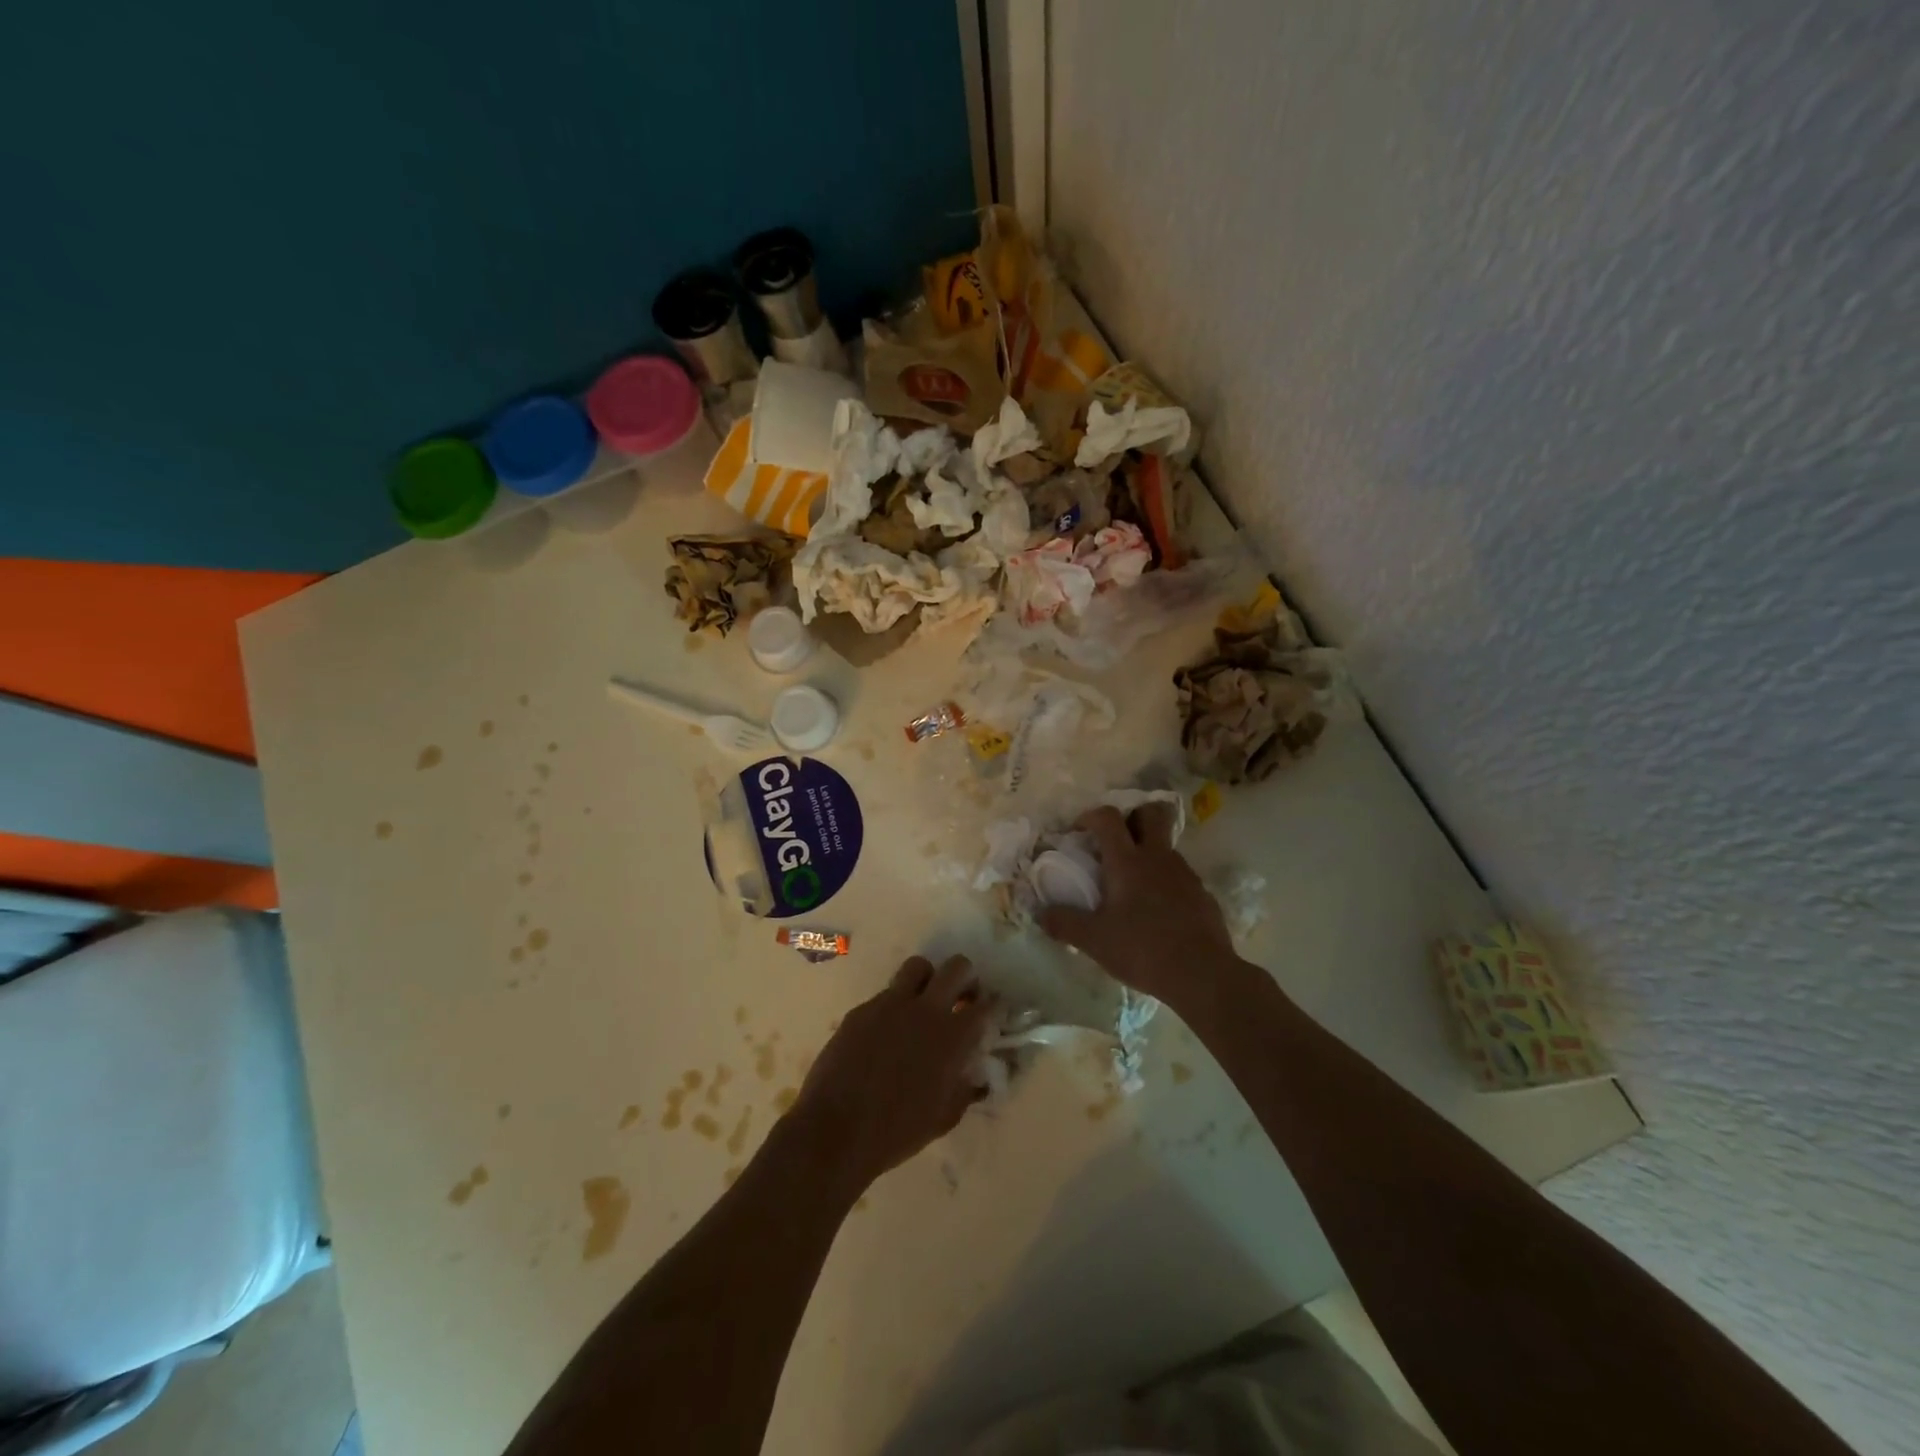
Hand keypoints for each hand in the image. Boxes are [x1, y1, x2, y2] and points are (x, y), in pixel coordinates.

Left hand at [788, 955, 995, 1198]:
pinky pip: (887, 994)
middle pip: (957, 967)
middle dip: (966, 978)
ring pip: (919, 967)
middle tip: (961, 999)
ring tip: (924, 1002)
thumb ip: (966, 1089)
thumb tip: (978, 1077)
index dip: (994, 1005)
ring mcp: (891, 1004)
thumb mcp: (944, 1117)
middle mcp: (926, 1010)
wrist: (836, 1130)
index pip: (987, 1005)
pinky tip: (888, 1031)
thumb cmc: (897, 1132)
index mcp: (953, 1037)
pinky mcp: (863, 1009)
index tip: (992, 1012)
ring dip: (929, 979)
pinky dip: (895, 1005)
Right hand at [1038, 803, 1240, 1008]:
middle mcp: (1158, 858)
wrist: (1203, 975)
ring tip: (1132, 885)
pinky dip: (1165, 881)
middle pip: (1151, 813)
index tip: (1079, 831)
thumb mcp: (1094, 941)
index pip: (1108, 818)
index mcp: (1128, 861)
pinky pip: (1179, 875)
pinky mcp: (1202, 894)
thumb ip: (1064, 923)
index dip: (1090, 816)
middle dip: (1132, 816)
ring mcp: (1184, 874)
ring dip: (1148, 852)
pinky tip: (1157, 911)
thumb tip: (1040, 913)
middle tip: (1116, 841)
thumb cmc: (1143, 950)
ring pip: (1166, 845)